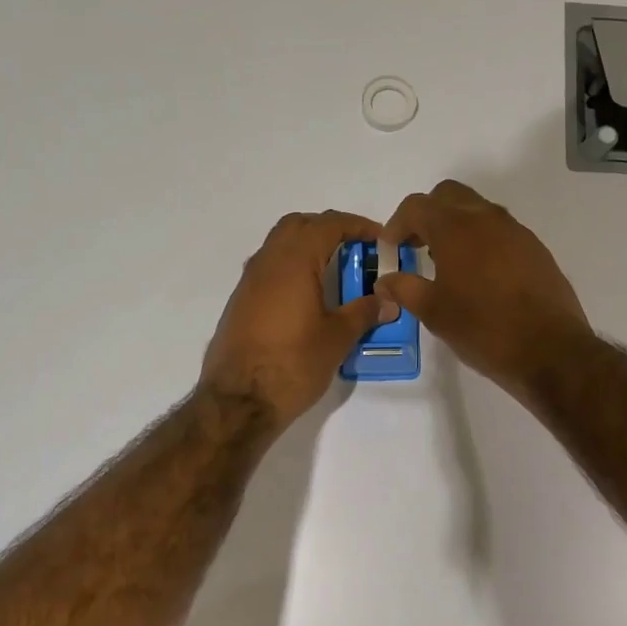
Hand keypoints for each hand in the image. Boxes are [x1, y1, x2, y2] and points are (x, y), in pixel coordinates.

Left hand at [201, 210, 394, 429]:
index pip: (328, 224)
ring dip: (307, 247)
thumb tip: (388, 301)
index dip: (357, 225)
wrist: (238, 401)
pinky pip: (269, 268)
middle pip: (299, 225)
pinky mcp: (240, 302)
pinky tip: (307, 296)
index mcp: (294, 261)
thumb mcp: (336, 339)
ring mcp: (249, 281)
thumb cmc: (292, 364)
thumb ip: (363, 313)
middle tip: (355, 250)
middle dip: (329, 229)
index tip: (379, 239)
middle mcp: (267, 261)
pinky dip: (291, 268)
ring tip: (334, 272)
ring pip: (279, 245)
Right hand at [377, 180, 590, 399]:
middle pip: (448, 196)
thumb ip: (405, 289)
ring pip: (477, 210)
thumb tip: (385, 280)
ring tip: (445, 263)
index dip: (396, 224)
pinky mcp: (535, 248)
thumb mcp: (434, 312)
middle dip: (427, 215)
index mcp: (456, 228)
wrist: (550, 350)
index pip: (416, 206)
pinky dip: (481, 240)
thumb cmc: (483, 329)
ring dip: (455, 225)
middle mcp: (486, 218)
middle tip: (416, 246)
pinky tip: (478, 276)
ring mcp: (516, 231)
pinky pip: (500, 230)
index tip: (391, 249)